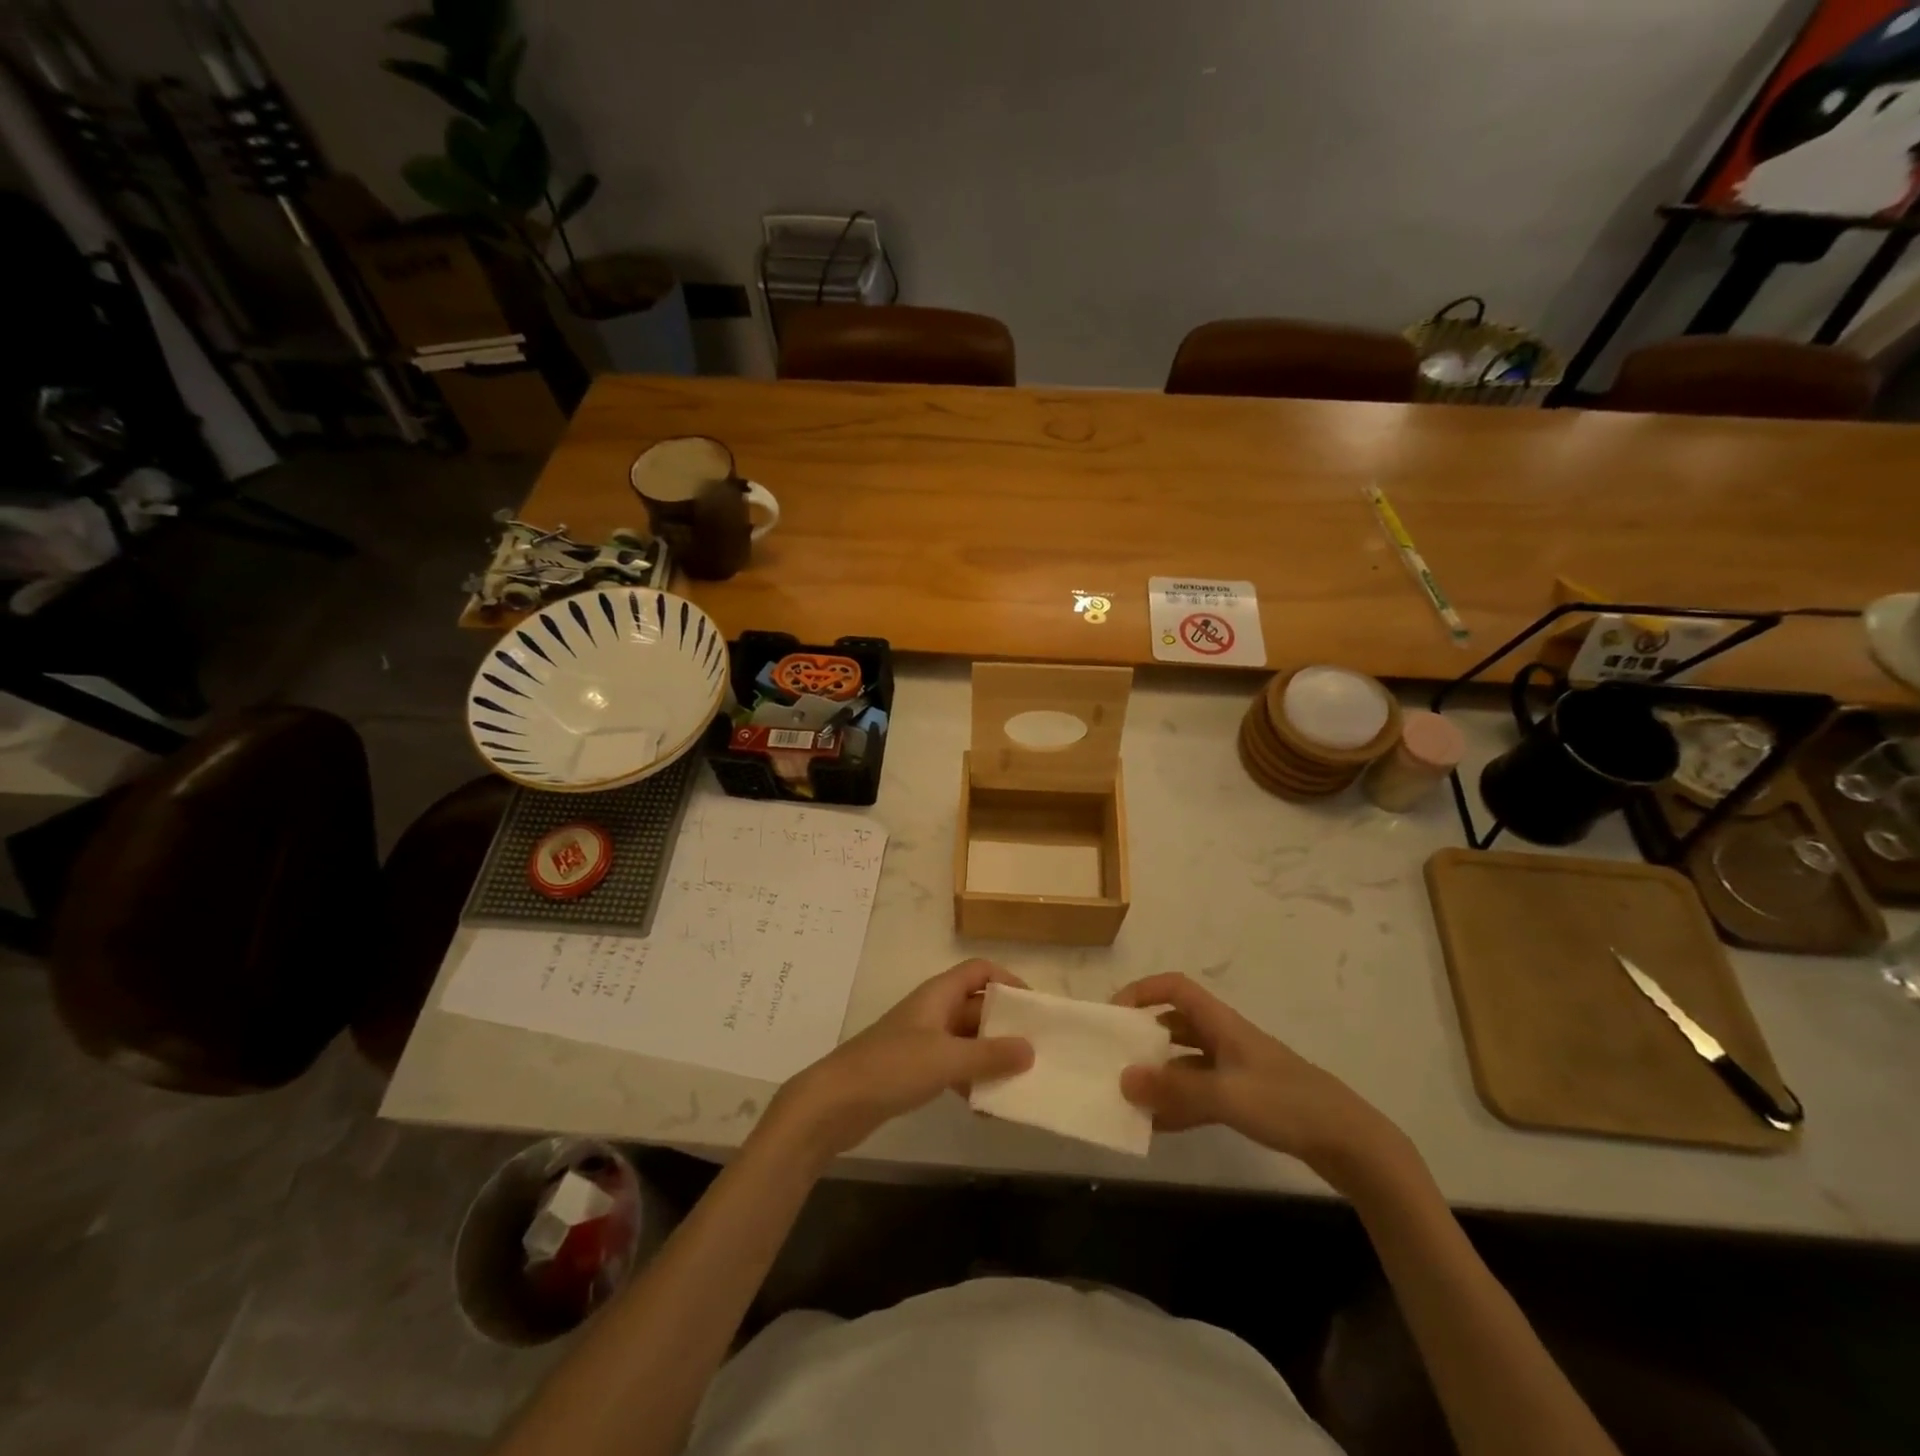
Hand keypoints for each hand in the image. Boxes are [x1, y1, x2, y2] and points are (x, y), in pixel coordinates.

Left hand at [765, 960, 1033, 1162]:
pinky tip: (986, 1108)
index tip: (1035, 1008)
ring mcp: (921, 1040)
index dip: (1008, 981)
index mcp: (938, 994)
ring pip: (966, 1039)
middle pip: (976, 1006)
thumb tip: (1031, 1048)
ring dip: (990, 1056)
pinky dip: (970, 1080)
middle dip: (1005, 1024)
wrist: (834, 1103)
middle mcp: (932, 1010)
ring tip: (1020, 1080)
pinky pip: (953, 1067)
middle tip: (1037, 1048)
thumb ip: (990, 1055)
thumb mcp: (947, 1059)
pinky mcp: (913, 1069)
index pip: (979, 970)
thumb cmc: (891, 1068)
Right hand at [1112, 973, 1414, 1190]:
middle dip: (1144, 1036)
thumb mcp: (1227, 1095)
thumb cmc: (1288, 1104)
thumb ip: (1174, 1089)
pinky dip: (1178, 1104)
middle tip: (1115, 1057)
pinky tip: (1157, 1125)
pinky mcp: (1246, 1099)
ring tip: (1129, 1095)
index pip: (1175, 988)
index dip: (1142, 991)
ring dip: (1159, 1075)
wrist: (1351, 1143)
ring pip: (1186, 1062)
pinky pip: (1200, 1093)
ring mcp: (1236, 1070)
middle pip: (1176, 1024)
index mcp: (1222, 1023)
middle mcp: (1225, 1039)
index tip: (1114, 1014)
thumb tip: (1123, 1078)